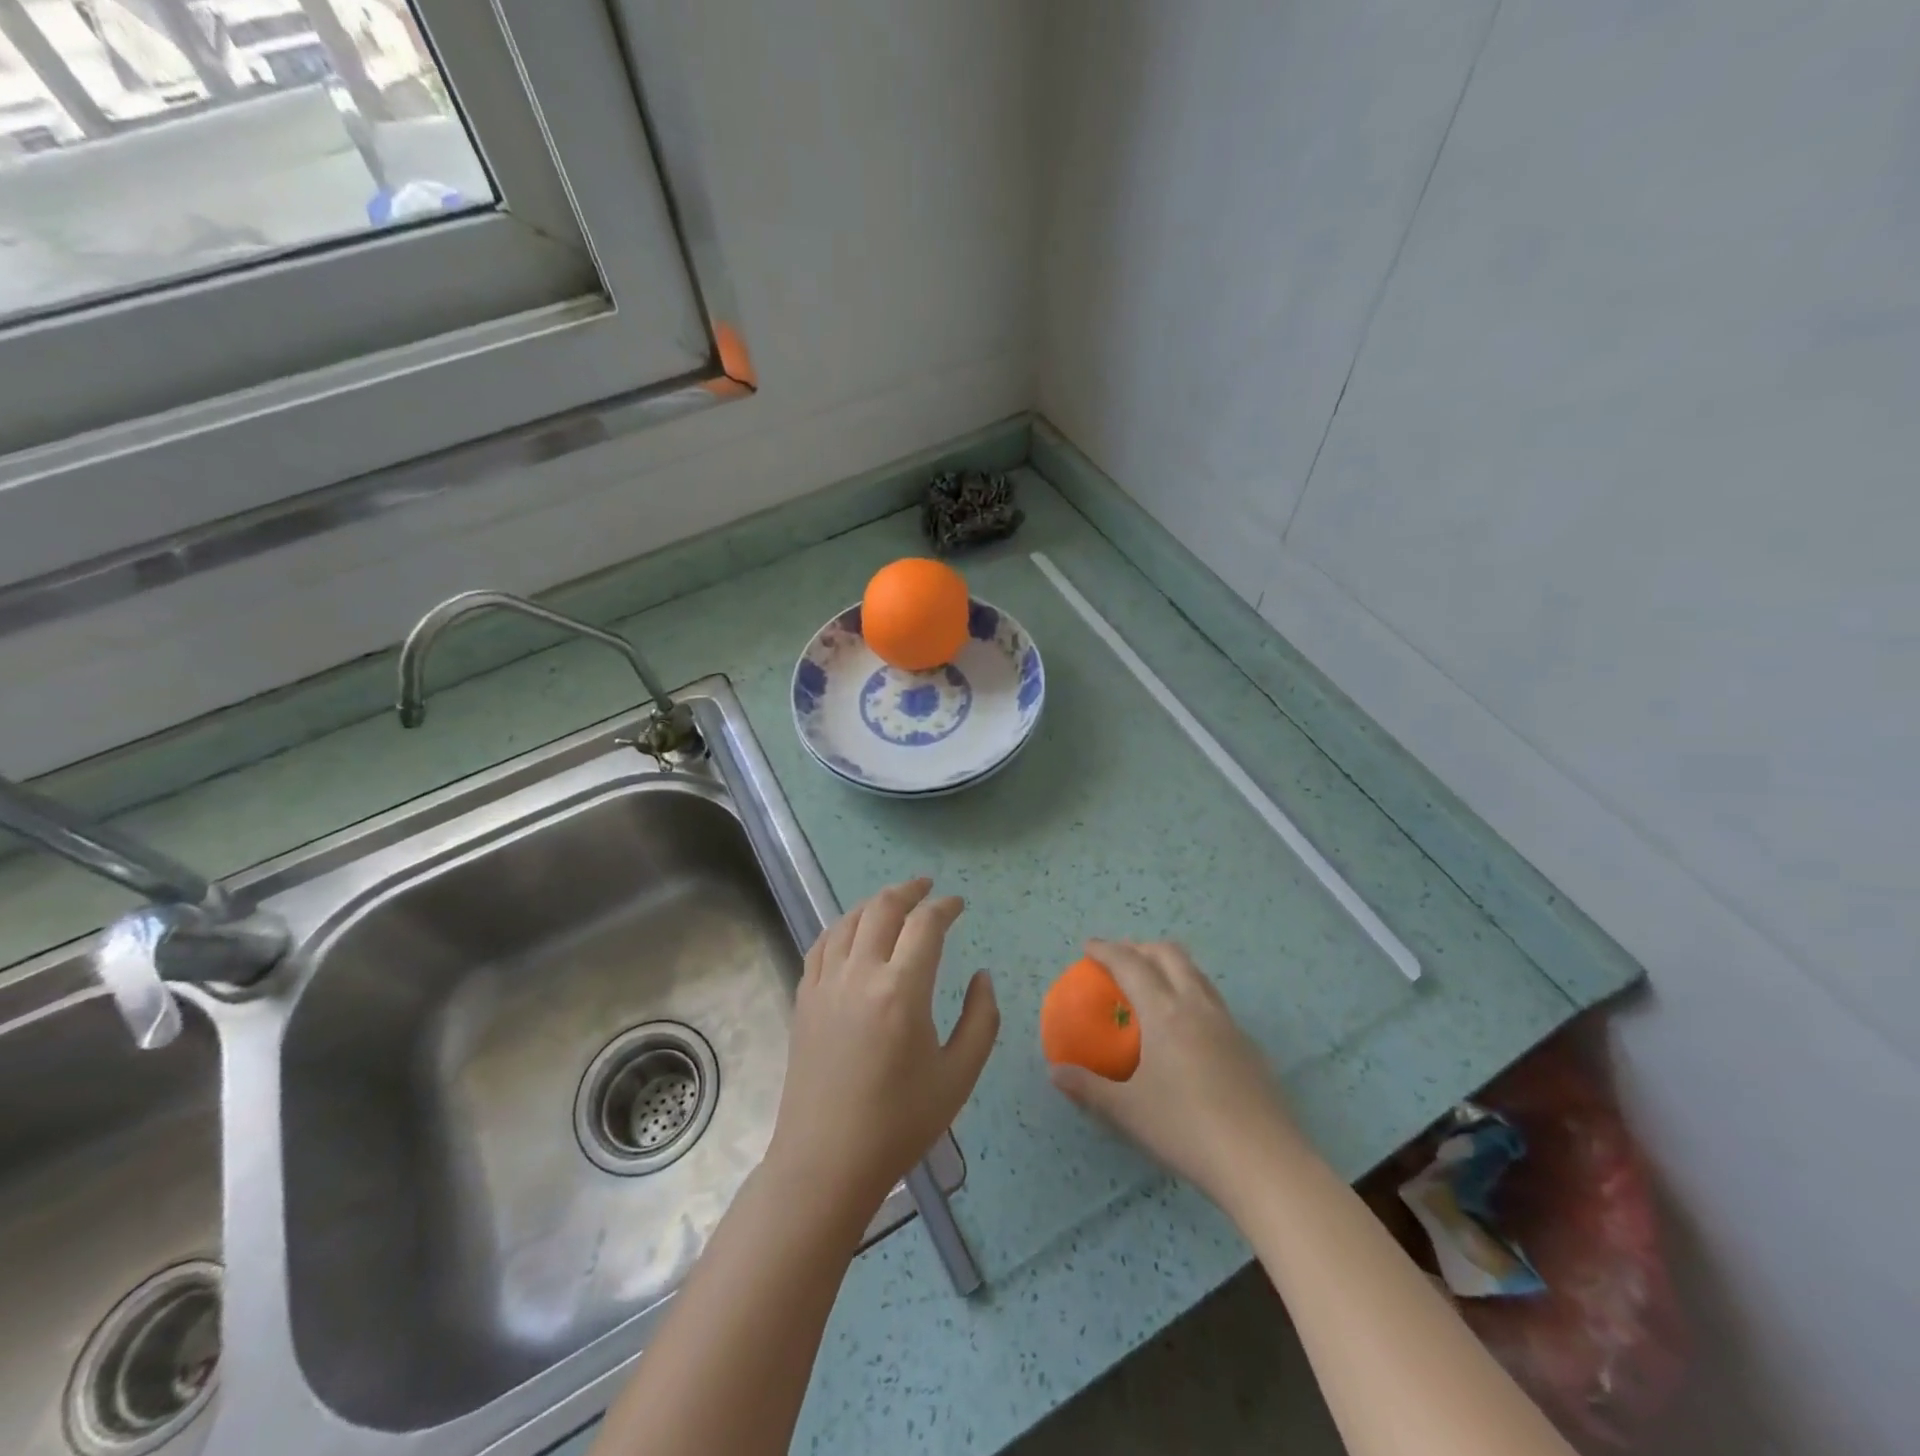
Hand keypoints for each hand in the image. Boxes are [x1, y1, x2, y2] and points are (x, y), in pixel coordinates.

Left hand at [766, 878, 999, 1221]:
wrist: (827, 1161)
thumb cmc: (899, 1123)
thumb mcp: (959, 1076)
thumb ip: (981, 1019)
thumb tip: (982, 976)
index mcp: (901, 990)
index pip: (925, 925)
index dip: (945, 907)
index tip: (959, 904)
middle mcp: (860, 974)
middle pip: (883, 909)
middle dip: (909, 890)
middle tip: (928, 887)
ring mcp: (826, 984)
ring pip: (849, 920)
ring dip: (875, 902)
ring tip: (894, 900)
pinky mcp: (804, 999)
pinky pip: (822, 944)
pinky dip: (842, 926)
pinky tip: (851, 930)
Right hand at [1049, 940, 1308, 1210]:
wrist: (1265, 1163)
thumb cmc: (1186, 1130)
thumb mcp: (1127, 1112)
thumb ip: (1088, 1088)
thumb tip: (1055, 1072)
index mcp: (1165, 1012)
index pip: (1131, 964)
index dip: (1107, 950)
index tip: (1088, 946)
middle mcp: (1198, 1006)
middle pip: (1170, 955)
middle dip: (1141, 948)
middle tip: (1120, 958)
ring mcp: (1229, 1024)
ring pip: (1197, 975)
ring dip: (1170, 966)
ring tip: (1154, 983)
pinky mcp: (1249, 1047)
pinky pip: (1214, 1002)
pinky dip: (1192, 995)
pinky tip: (1187, 1030)